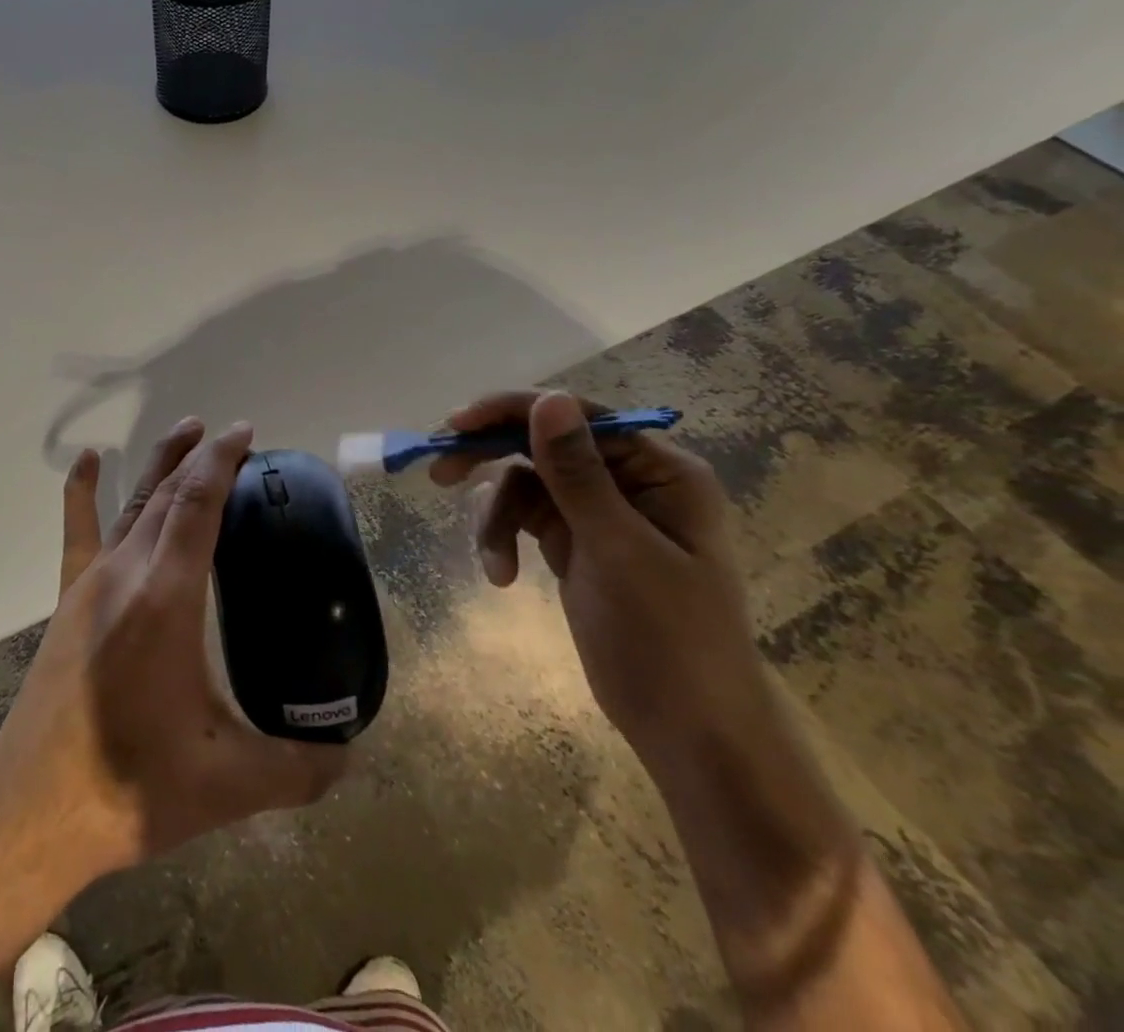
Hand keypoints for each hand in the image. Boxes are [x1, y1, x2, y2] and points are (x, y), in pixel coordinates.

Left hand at [0, 417, 347, 892]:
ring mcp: (90, 582)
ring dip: (161, 463)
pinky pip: (78, 530)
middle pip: (168, 493)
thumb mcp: (229, 784)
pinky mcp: (67, 599)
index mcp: (166, 597)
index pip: (198, 504)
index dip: (222, 460)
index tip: (246, 433)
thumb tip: (352, 758)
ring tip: (187, 431)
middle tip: (235, 438)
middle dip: (202, 457)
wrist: (34, 812)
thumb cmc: (131, 789)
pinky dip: (84, 490)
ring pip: (132, 503)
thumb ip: (300, 769)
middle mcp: (126, 572)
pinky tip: (90, 459)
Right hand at [431, 390, 772, 774]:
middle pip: (542, 442)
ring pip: (524, 482)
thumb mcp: (618, 550)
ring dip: (496, 515)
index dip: (514, 411)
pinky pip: (523, 517)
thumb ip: (577, 473)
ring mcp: (597, 512)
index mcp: (659, 471)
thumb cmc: (670, 639)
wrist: (689, 731)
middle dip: (491, 457)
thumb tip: (548, 399)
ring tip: (490, 560)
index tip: (457, 425)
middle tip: (440, 470)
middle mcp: (628, 481)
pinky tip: (500, 575)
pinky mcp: (572, 542)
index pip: (577, 417)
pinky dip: (503, 538)